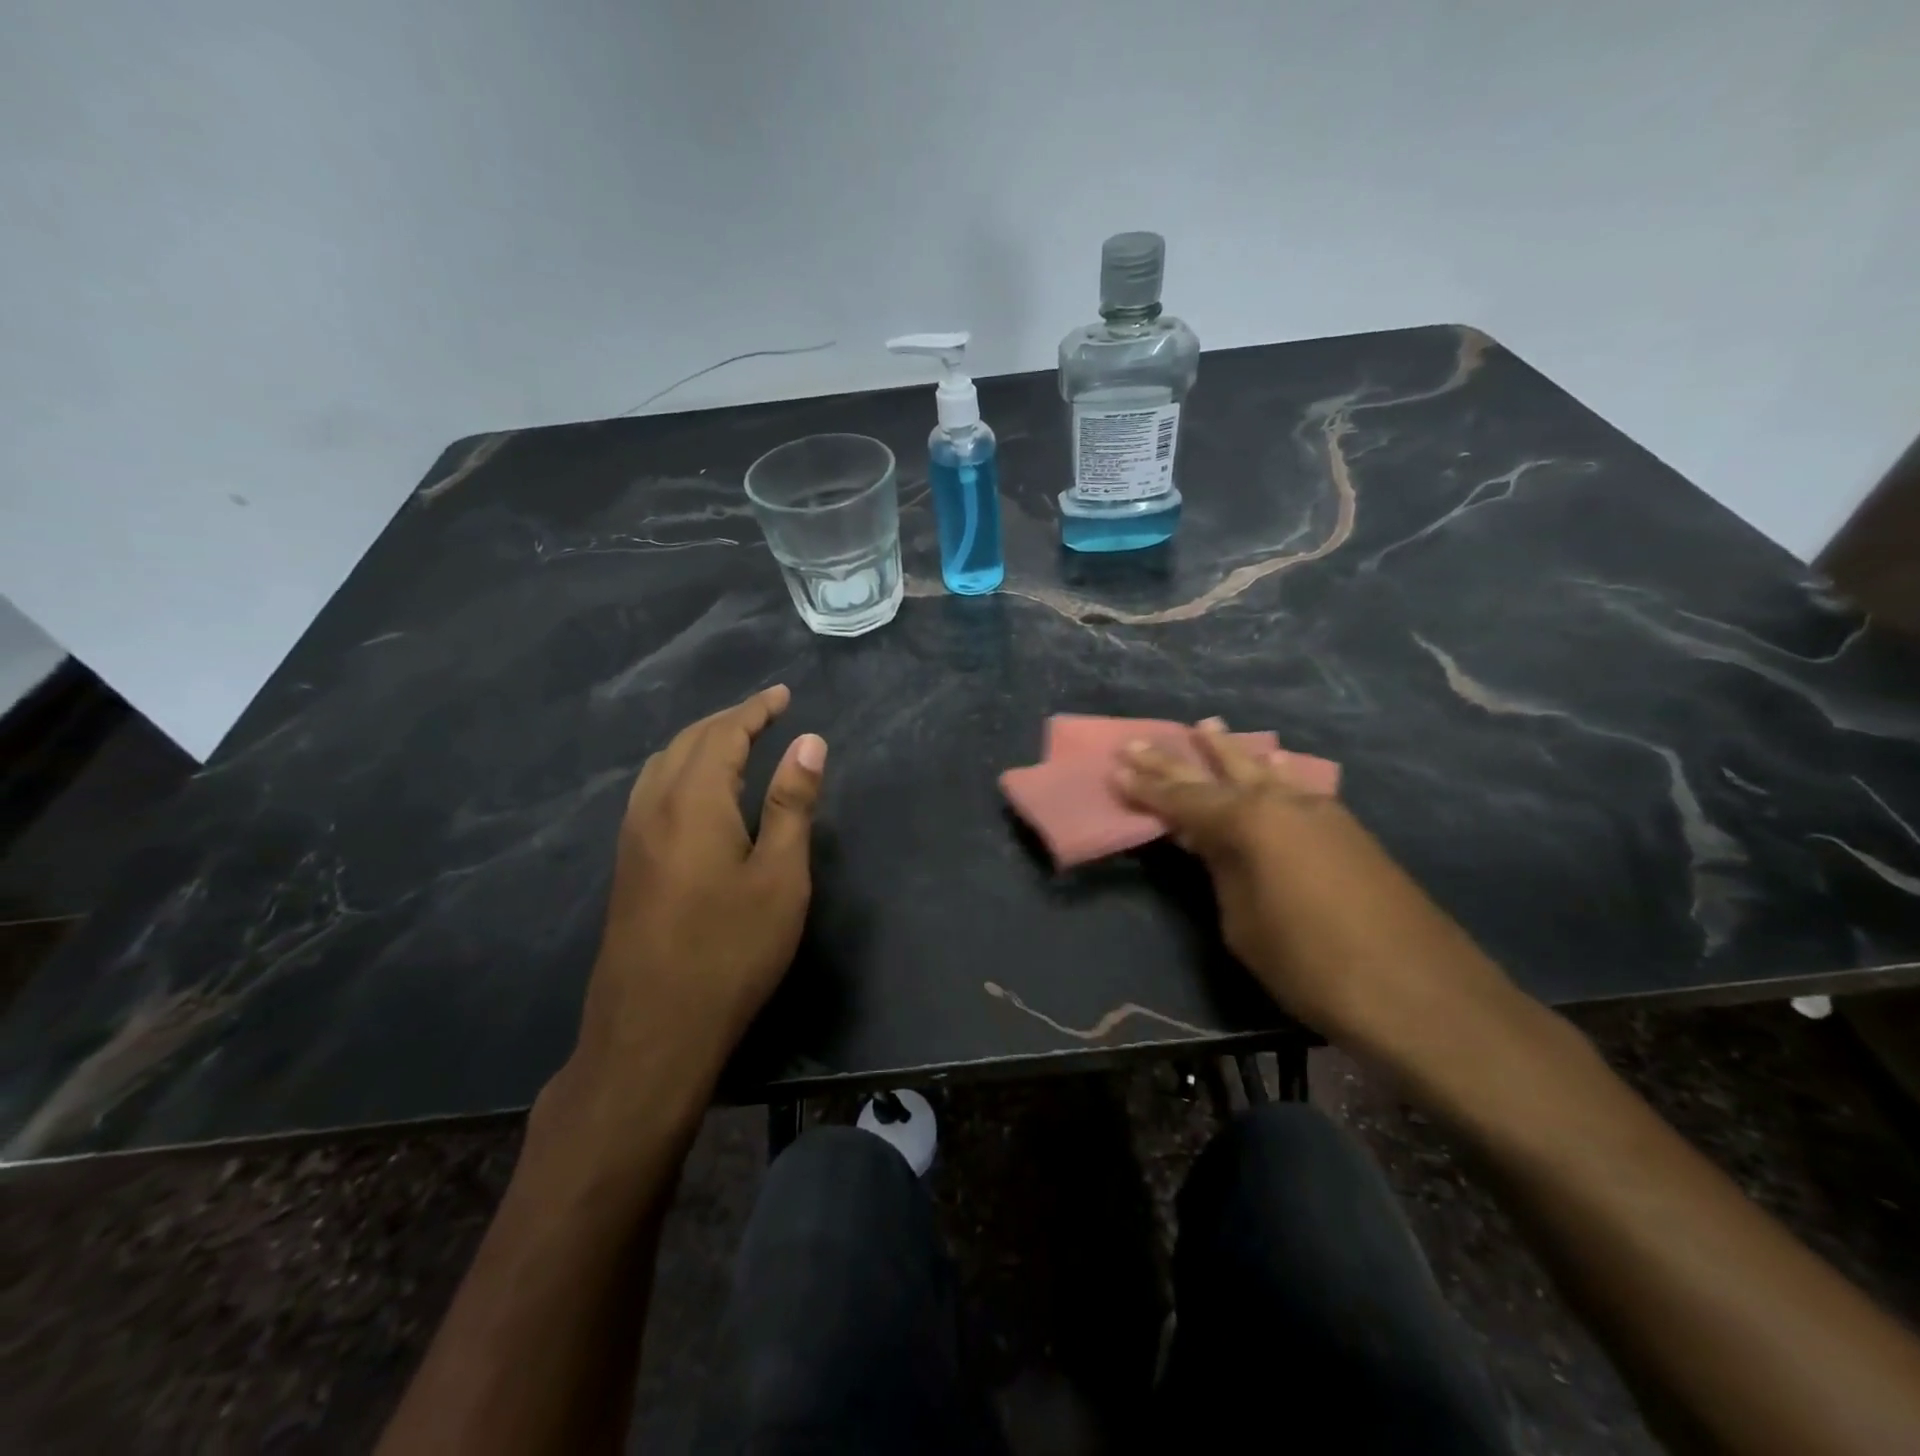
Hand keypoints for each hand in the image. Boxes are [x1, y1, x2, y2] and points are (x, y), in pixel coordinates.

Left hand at [571, 684, 826, 1101]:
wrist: (652, 1031)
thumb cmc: (730, 951)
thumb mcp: (780, 876)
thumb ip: (791, 804)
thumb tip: (809, 741)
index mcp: (693, 801)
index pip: (723, 734)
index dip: (754, 710)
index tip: (782, 694)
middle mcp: (653, 807)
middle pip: (687, 743)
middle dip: (727, 721)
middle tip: (765, 714)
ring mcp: (632, 838)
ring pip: (662, 766)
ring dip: (699, 744)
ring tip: (736, 745)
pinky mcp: (627, 866)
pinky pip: (652, 793)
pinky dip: (681, 771)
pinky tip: (699, 795)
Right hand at [1115, 720, 1509, 1050]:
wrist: (1421, 992)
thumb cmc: (1312, 964)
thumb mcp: (1244, 925)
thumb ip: (1224, 873)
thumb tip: (1217, 847)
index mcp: (1247, 823)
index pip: (1182, 799)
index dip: (1146, 787)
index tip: (1116, 767)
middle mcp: (1282, 803)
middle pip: (1218, 774)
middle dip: (1176, 760)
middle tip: (1141, 741)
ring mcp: (1321, 813)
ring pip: (1264, 771)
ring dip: (1231, 752)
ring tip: (1208, 727)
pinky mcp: (1348, 832)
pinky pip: (1295, 788)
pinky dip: (1273, 774)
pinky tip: (1273, 764)